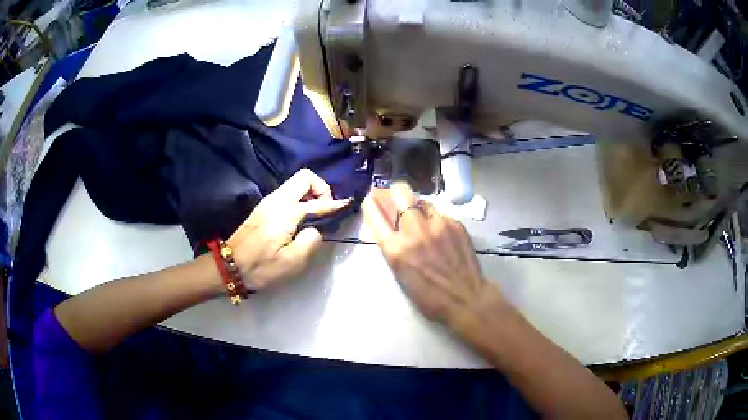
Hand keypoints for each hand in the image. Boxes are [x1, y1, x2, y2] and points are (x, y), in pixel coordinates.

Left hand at [228, 169, 350, 290]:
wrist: (229, 267)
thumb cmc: (261, 267)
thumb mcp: (291, 262)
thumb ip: (310, 241)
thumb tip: (315, 229)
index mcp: (286, 212)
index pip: (318, 202)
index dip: (336, 204)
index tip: (348, 205)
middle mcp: (277, 199)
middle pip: (305, 177)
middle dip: (321, 189)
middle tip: (325, 212)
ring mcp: (269, 201)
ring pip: (296, 184)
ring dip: (310, 194)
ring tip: (316, 217)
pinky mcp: (264, 208)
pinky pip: (288, 193)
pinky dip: (300, 200)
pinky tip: (301, 220)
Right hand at [362, 182, 502, 322]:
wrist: (466, 298)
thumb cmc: (428, 297)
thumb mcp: (400, 275)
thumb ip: (392, 247)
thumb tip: (388, 226)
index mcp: (396, 249)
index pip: (374, 213)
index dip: (371, 204)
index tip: (372, 201)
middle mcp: (414, 231)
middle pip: (400, 192)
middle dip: (395, 193)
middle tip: (397, 201)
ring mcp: (437, 224)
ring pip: (422, 200)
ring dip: (417, 207)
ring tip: (421, 220)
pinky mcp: (455, 224)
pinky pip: (440, 215)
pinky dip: (436, 222)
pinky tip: (441, 236)